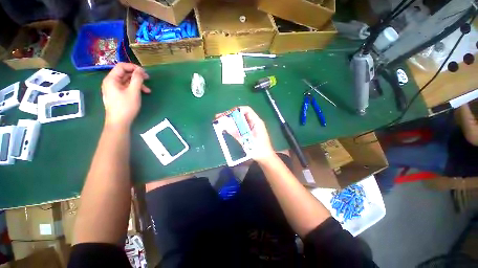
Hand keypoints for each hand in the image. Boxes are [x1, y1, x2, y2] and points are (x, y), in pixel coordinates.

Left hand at [101, 63, 150, 128]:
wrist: (119, 122)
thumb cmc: (126, 106)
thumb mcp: (134, 91)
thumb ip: (137, 79)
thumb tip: (140, 70)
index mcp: (111, 79)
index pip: (121, 66)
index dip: (133, 67)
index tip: (144, 72)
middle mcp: (111, 82)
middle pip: (124, 73)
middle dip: (137, 76)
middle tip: (148, 79)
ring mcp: (113, 88)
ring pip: (126, 81)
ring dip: (138, 83)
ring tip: (148, 90)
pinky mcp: (117, 94)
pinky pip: (126, 87)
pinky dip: (134, 88)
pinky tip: (142, 93)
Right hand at [215, 106, 274, 161]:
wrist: (265, 158)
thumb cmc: (259, 150)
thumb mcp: (247, 141)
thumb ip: (236, 133)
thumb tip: (226, 125)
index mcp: (256, 122)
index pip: (246, 110)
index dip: (236, 110)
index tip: (226, 114)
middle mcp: (254, 122)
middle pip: (242, 114)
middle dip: (231, 115)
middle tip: (219, 118)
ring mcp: (252, 127)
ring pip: (240, 120)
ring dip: (231, 120)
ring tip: (220, 122)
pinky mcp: (250, 132)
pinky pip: (241, 126)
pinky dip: (234, 126)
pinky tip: (227, 128)